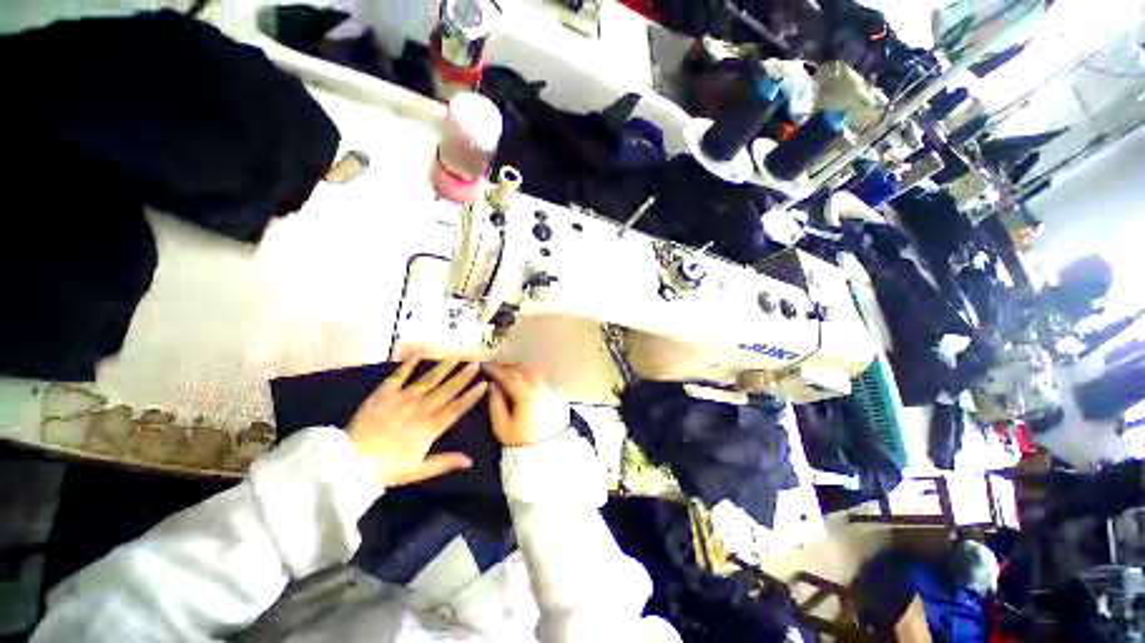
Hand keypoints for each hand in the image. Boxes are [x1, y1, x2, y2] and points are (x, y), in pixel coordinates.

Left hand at [348, 358, 486, 487]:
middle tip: (475, 363)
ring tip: (457, 356)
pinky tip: (420, 353)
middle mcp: (420, 410)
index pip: (456, 409)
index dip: (471, 396)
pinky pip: (399, 376)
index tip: (483, 384)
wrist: (348, 464)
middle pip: (447, 390)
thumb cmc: (386, 469)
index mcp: (429, 429)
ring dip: (444, 367)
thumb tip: (470, 461)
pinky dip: (409, 364)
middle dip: (463, 376)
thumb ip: (445, 463)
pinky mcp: (384, 394)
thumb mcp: (418, 471)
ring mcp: (402, 400)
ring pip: (428, 380)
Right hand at [485, 363, 568, 446]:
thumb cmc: (521, 442)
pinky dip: (531, 376)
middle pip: (523, 370)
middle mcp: (540, 388)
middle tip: (496, 368)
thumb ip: (495, 403)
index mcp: (526, 395)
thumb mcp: (502, 427)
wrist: (547, 454)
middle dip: (508, 367)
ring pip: (534, 372)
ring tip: (508, 373)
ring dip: (520, 370)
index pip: (509, 376)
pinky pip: (542, 379)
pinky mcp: (556, 395)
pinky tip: (524, 381)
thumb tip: (491, 386)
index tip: (485, 366)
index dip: (496, 369)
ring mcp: (550, 390)